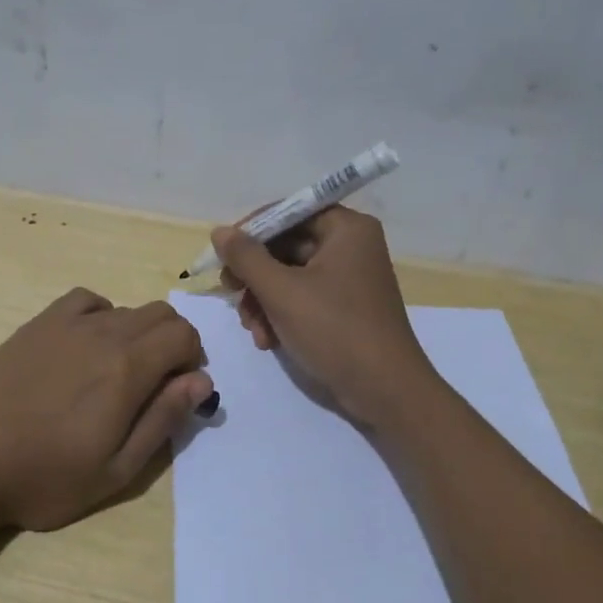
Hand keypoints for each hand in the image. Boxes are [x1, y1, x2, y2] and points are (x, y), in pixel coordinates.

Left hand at [0, 288, 213, 531]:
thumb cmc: (46, 477)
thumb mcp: (117, 469)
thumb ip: (163, 419)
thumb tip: (202, 380)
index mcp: (128, 369)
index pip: (184, 335)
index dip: (192, 360)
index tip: (178, 391)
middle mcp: (104, 334)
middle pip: (160, 314)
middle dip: (172, 343)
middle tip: (153, 384)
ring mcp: (67, 324)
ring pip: (125, 308)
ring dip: (138, 333)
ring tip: (116, 372)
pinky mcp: (38, 325)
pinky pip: (85, 301)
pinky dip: (101, 315)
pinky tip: (86, 345)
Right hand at [214, 208, 438, 427]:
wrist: (383, 390)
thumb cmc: (334, 330)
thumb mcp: (281, 291)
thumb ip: (246, 258)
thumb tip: (219, 232)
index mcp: (346, 229)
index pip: (289, 212)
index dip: (252, 231)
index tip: (223, 256)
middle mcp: (350, 246)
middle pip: (286, 246)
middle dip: (255, 276)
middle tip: (231, 295)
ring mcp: (348, 279)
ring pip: (289, 276)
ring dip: (262, 301)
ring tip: (252, 329)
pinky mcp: (343, 308)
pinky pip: (302, 298)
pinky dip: (280, 315)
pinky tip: (267, 340)